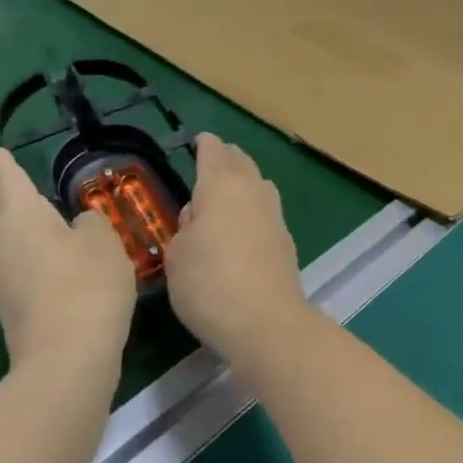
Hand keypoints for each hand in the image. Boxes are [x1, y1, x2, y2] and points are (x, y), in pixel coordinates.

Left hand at [0, 149, 137, 367]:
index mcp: (21, 216)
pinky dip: (15, 243)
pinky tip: (38, 247)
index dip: (1, 163)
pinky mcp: (9, 304)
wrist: (67, 357)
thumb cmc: (88, 285)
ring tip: (18, 205)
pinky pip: (7, 259)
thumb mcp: (104, 241)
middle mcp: (0, 242)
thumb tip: (77, 226)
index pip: (4, 178)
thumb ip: (90, 223)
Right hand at [164, 135, 311, 362]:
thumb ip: (184, 228)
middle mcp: (251, 189)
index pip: (212, 151)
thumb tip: (198, 216)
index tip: (198, 140)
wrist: (266, 321)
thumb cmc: (210, 284)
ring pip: (257, 182)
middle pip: (240, 161)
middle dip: (226, 156)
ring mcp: (273, 212)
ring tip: (228, 187)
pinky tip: (244, 220)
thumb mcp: (177, 256)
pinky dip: (253, 204)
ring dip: (243, 178)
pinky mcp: (285, 237)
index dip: (204, 143)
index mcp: (220, 185)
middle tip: (212, 159)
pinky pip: (266, 207)